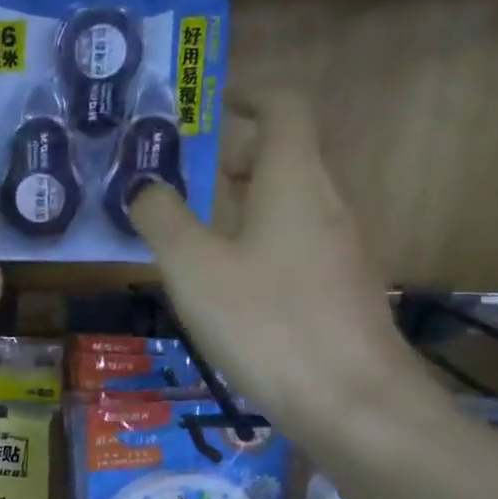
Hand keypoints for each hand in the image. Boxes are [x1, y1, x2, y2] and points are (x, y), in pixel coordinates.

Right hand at [130, 92, 412, 438]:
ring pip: (290, 202)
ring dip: (244, 200)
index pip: (284, 107)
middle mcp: (326, 204)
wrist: (353, 403)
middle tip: (184, 174)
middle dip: (234, 154)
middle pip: (286, 154)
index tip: (209, 105)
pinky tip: (228, 282)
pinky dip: (259, 239)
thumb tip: (143, 187)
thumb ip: (162, 219)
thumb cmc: (268, 322)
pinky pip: (296, 241)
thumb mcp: (194, 269)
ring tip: (194, 228)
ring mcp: (340, 249)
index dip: (248, 95)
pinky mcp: (341, 289)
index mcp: (294, 182)